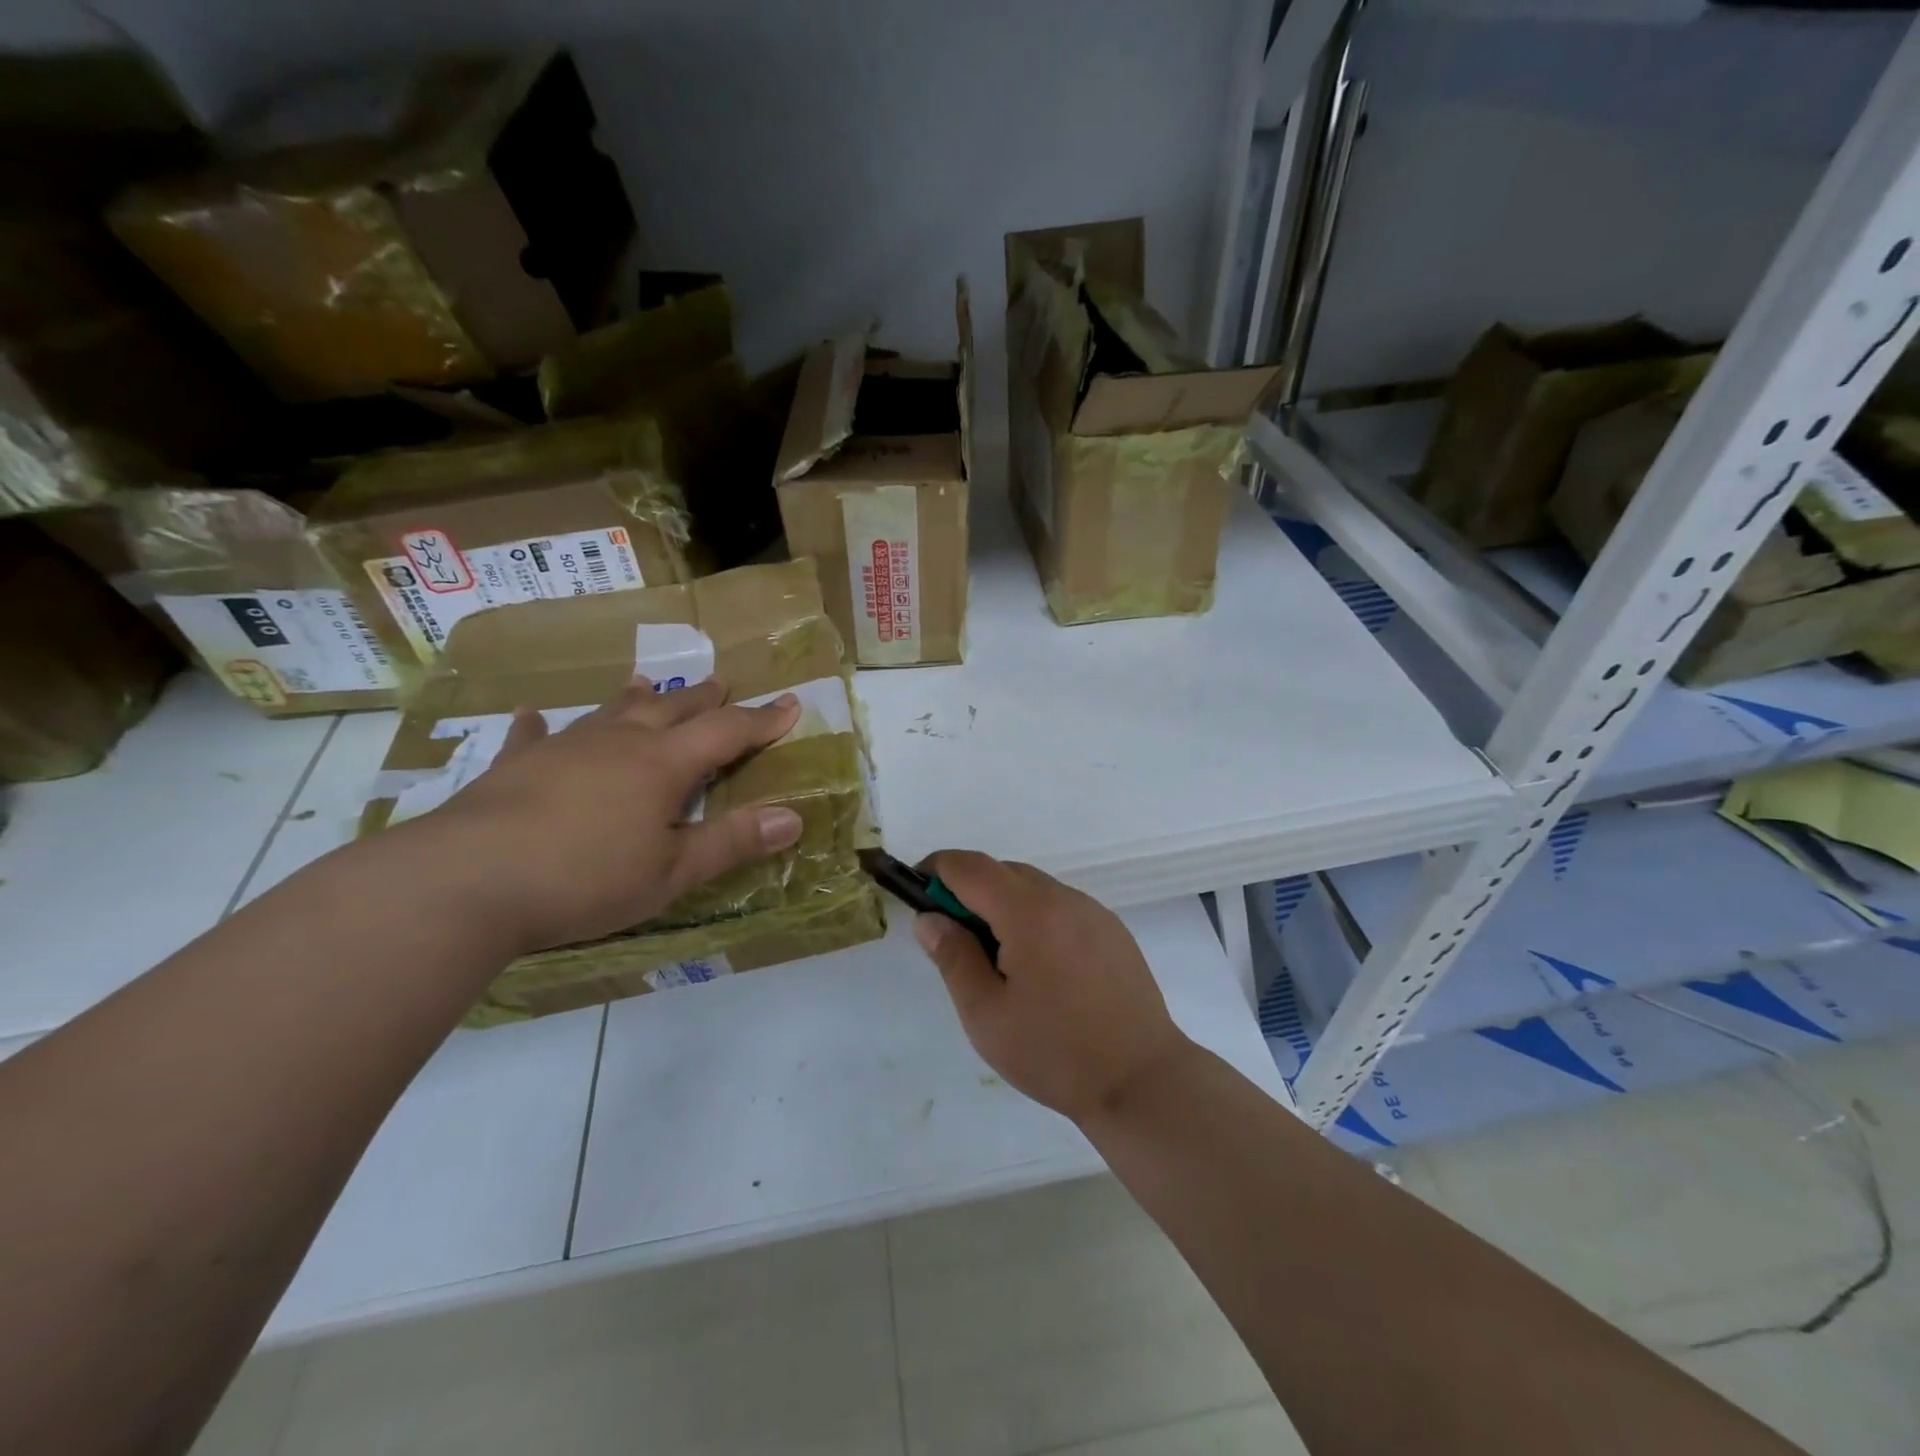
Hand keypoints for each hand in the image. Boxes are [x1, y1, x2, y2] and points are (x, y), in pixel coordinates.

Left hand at [393, 679, 802, 955]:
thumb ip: (732, 842)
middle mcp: (618, 742)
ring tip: (647, 683)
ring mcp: (564, 748)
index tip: (791, 704)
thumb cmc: (585, 879)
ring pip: (610, 712)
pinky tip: (534, 718)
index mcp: (663, 765)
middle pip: (671, 709)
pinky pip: (534, 736)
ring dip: (636, 698)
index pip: (727, 732)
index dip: (762, 720)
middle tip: (722, 682)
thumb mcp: (672, 871)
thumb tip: (793, 818)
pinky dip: (541, 727)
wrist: (467, 881)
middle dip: (703, 698)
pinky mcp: (515, 766)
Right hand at [913, 851, 1196, 1125]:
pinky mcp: (1112, 930)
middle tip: (954, 938)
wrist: (1141, 1081)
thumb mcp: (986, 1014)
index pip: (970, 867)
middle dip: (968, 890)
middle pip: (1002, 871)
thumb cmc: (1055, 1052)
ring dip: (1002, 904)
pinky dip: (1035, 917)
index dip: (936, 870)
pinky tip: (1040, 967)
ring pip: (1033, 887)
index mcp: (1029, 913)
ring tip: (997, 960)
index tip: (916, 894)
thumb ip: (953, 957)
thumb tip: (929, 918)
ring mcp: (1093, 911)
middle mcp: (1064, 898)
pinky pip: (1060, 906)